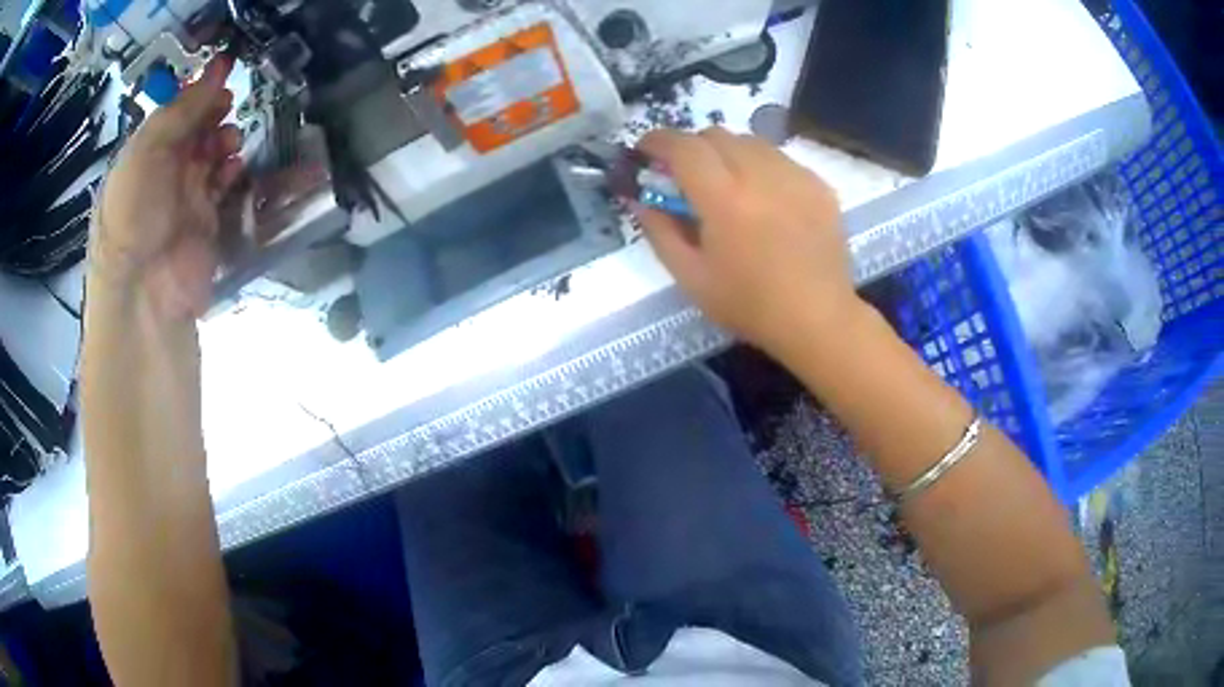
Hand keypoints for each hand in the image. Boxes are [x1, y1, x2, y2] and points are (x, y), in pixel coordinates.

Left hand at [92, 58, 243, 319]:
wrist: (145, 293)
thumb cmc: (134, 215)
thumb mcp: (146, 152)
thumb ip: (179, 111)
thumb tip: (214, 73)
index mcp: (142, 155)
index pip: (173, 112)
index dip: (197, 88)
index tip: (225, 65)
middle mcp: (162, 173)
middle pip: (194, 130)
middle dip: (213, 111)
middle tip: (229, 101)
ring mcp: (185, 199)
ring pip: (211, 155)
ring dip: (224, 140)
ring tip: (229, 139)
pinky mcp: (206, 223)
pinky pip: (224, 187)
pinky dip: (232, 172)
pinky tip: (234, 165)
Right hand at [634, 128, 863, 357]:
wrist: (817, 319)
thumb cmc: (749, 305)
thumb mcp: (691, 277)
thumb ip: (659, 230)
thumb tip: (639, 197)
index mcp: (724, 199)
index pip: (683, 147)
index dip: (657, 141)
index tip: (646, 151)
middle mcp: (761, 175)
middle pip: (716, 135)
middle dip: (693, 148)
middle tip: (689, 176)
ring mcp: (796, 176)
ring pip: (751, 141)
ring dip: (729, 154)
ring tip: (731, 186)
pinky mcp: (819, 185)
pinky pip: (781, 159)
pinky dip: (762, 168)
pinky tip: (766, 200)